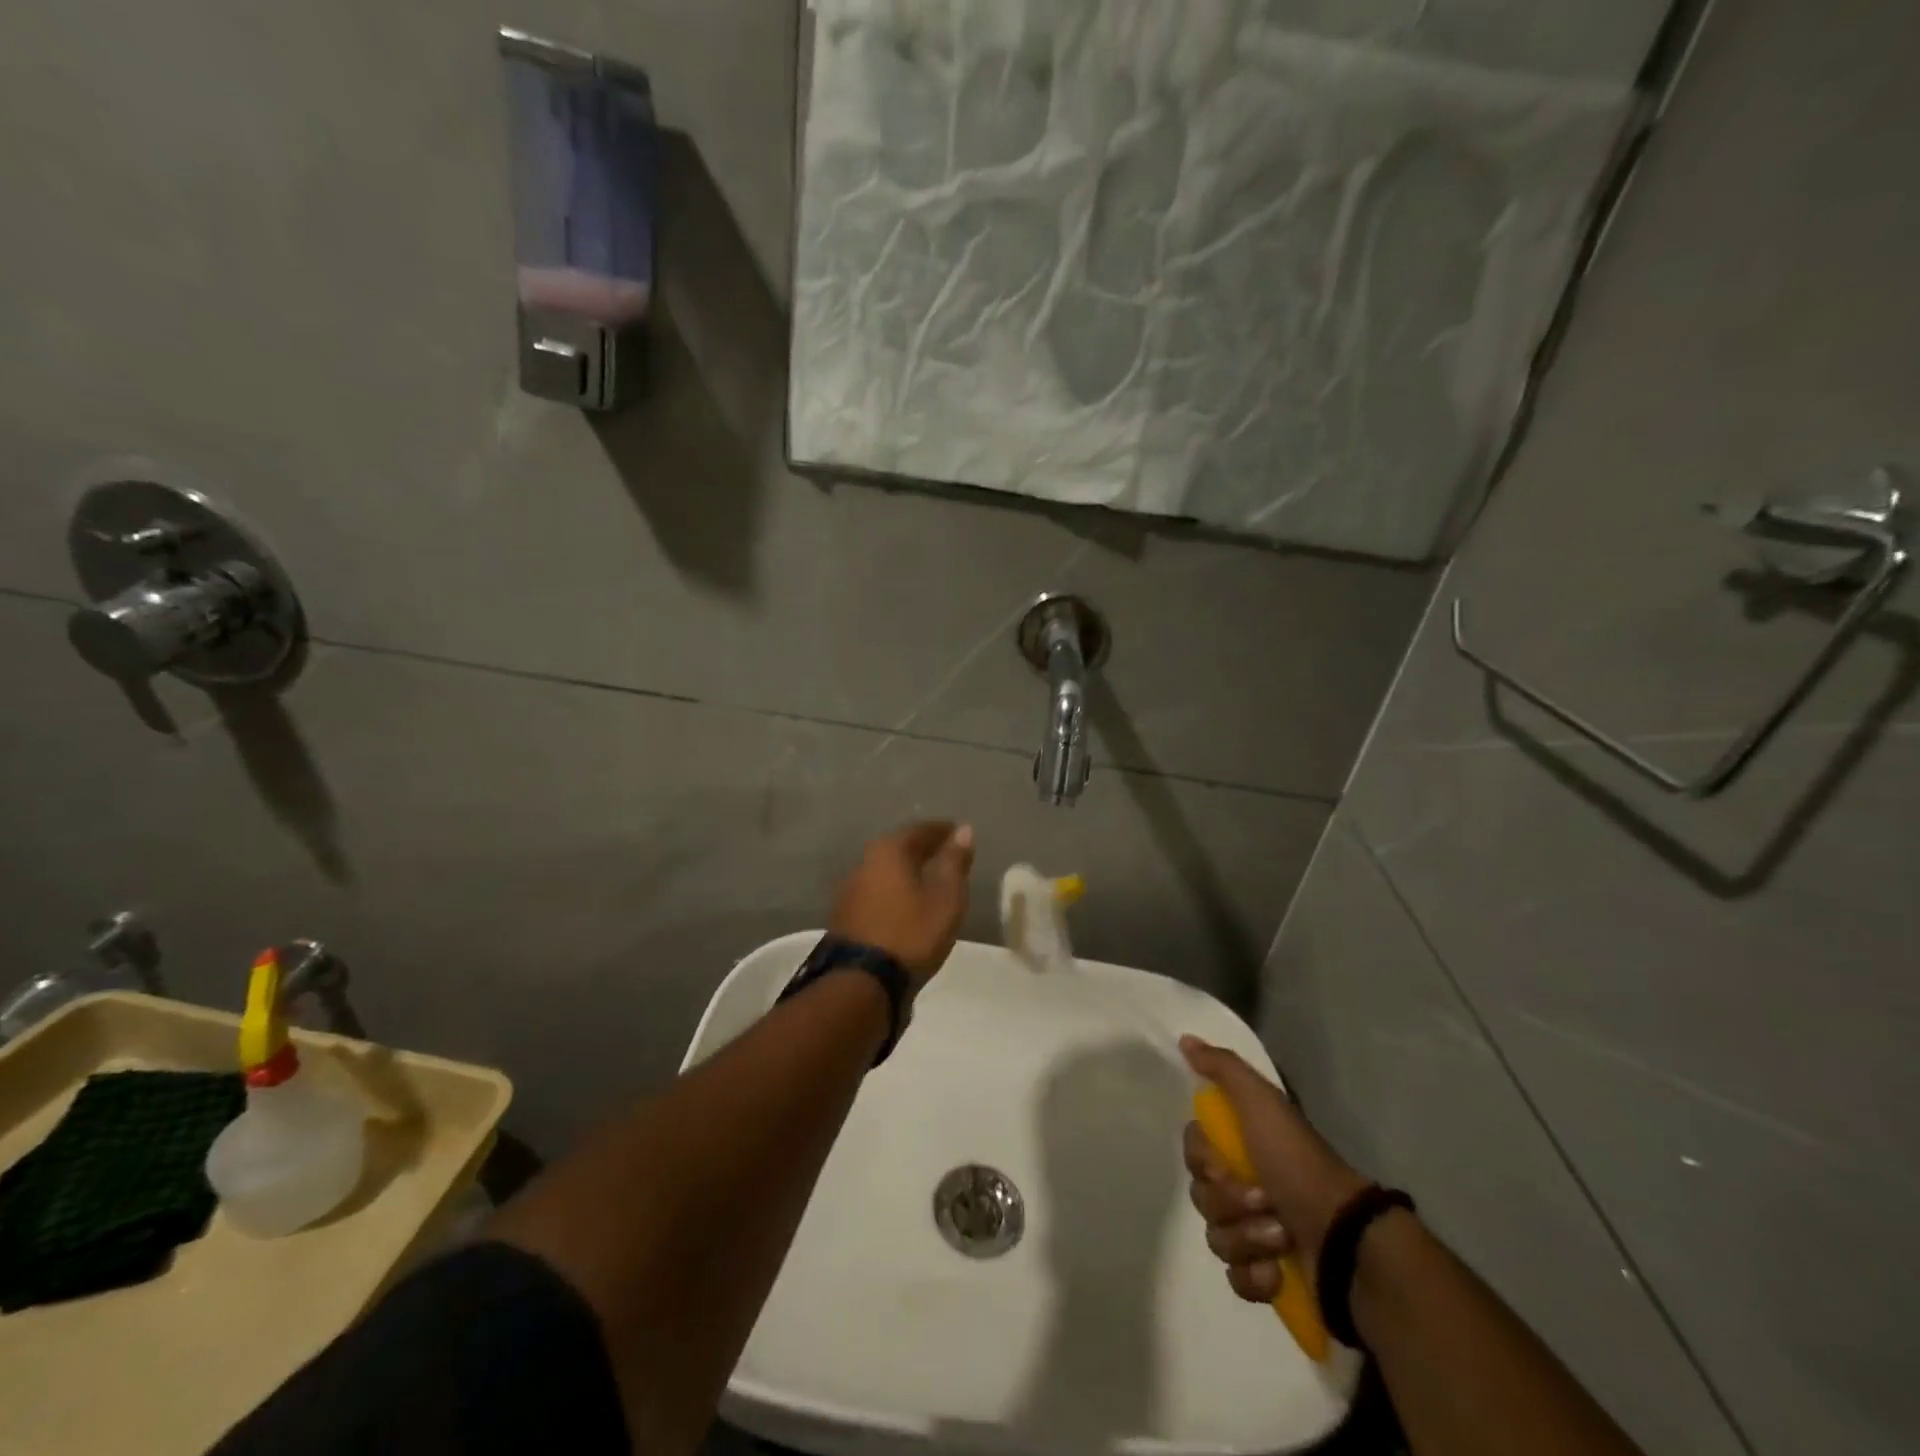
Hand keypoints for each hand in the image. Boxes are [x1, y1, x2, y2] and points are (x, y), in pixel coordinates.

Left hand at [829, 822, 974, 980]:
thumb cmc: (912, 933)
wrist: (862, 982)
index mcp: (889, 850)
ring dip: (907, 872)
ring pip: (886, 871)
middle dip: (923, 849)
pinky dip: (895, 892)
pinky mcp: (845, 916)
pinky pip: (877, 892)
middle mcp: (864, 862)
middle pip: (899, 848)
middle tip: (945, 855)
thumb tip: (964, 830)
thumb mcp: (946, 897)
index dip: (942, 831)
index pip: (920, 830)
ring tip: (929, 881)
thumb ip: (954, 862)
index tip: (959, 834)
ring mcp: (850, 890)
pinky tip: (906, 905)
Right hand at [1180, 1036, 1369, 1302]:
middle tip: (1265, 1200)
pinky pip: (1235, 1278)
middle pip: (1201, 1194)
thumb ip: (1223, 1069)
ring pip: (1216, 1237)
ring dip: (1248, 1238)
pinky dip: (1255, 1276)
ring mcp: (1256, 1234)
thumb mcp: (1262, 1103)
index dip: (1203, 1159)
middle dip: (1230, 1202)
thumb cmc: (1298, 1165)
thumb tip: (1186, 1038)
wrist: (1344, 1240)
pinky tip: (1277, 1272)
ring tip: (1281, 1238)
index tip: (1227, 1163)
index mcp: (1243, 1146)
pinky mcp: (1266, 1278)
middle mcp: (1246, 1185)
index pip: (1193, 1150)